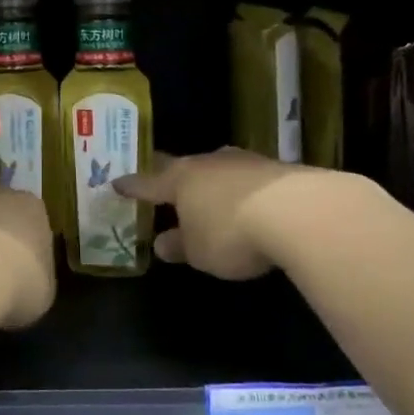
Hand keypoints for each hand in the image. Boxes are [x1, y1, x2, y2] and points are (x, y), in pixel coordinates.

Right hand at [113, 148, 312, 279]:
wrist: (298, 212)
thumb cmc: (232, 233)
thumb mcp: (199, 252)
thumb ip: (180, 246)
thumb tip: (162, 243)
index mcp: (179, 181)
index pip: (147, 183)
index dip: (131, 186)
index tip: (116, 183)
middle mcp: (207, 164)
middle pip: (180, 166)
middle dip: (169, 173)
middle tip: (159, 175)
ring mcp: (243, 162)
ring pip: (216, 168)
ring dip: (210, 180)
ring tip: (207, 191)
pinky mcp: (276, 168)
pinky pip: (247, 177)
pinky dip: (241, 188)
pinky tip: (248, 200)